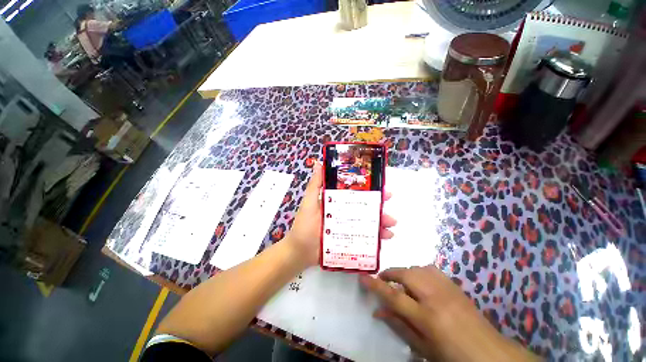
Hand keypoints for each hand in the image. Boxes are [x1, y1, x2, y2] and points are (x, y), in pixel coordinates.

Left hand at [285, 161, 396, 265]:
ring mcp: (348, 227)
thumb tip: (319, 162)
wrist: (300, 252)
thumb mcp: (309, 202)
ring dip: (382, 222)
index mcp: (337, 202)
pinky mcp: (350, 240)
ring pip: (368, 222)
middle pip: (365, 207)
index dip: (369, 189)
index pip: (355, 193)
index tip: (382, 187)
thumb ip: (315, 185)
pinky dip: (377, 237)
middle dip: (379, 206)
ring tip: (391, 225)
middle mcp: (344, 213)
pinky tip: (386, 238)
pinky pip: (366, 237)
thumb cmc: (304, 225)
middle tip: (389, 204)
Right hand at [359, 266, 539, 361]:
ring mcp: (446, 288)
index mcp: (427, 318)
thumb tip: (378, 311)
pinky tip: (419, 282)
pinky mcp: (453, 284)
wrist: (489, 352)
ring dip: (404, 272)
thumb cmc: (451, 356)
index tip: (362, 277)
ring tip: (400, 282)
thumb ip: (398, 326)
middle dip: (389, 273)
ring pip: (416, 268)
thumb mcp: (422, 347)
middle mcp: (435, 297)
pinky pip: (429, 268)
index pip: (394, 296)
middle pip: (405, 274)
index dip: (375, 285)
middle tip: (382, 280)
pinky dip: (418, 271)